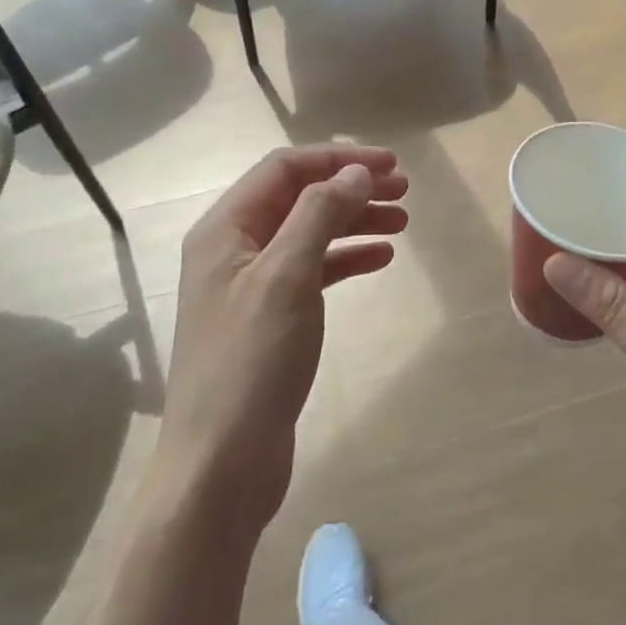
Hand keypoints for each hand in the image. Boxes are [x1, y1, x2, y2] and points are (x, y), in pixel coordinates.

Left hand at [161, 145, 407, 526]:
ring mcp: (251, 286)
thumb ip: (319, 216)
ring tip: (402, 222)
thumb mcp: (286, 278)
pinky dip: (346, 259)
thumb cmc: (250, 363)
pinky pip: (312, 272)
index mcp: (225, 229)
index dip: (337, 159)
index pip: (284, 170)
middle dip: (350, 188)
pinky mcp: (270, 319)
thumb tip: (355, 173)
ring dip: (353, 222)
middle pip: (298, 198)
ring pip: (309, 234)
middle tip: (404, 191)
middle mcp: (234, 249)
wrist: (221, 464)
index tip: (390, 166)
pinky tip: (380, 259)